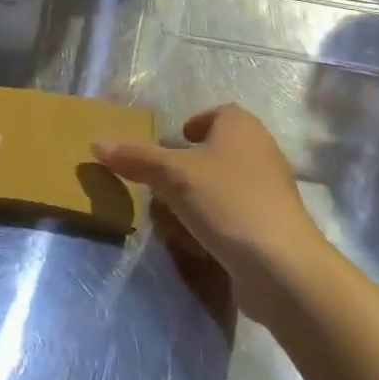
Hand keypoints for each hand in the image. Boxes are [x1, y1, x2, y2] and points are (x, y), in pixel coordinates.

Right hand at [94, 104, 325, 319]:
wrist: (281, 266)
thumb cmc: (227, 202)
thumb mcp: (173, 176)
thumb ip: (136, 158)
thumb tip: (97, 141)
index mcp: (241, 126)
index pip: (216, 114)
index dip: (193, 125)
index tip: (171, 145)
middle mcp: (260, 151)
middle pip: (216, 151)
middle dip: (187, 169)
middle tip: (161, 185)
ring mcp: (269, 191)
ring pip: (223, 186)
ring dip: (196, 200)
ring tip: (171, 218)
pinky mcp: (271, 226)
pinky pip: (234, 216)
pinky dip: (214, 225)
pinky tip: (196, 244)